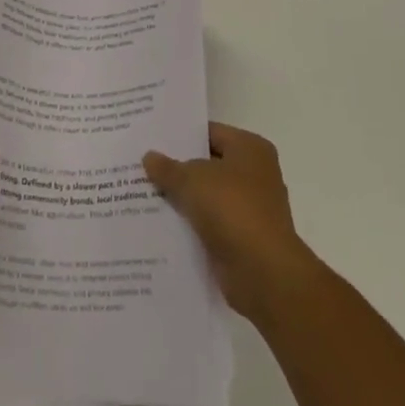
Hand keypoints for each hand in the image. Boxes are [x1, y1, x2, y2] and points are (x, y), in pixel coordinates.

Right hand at [144, 122, 315, 320]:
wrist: (263, 272)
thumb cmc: (232, 209)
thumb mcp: (192, 180)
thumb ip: (168, 168)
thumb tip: (149, 156)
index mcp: (250, 149)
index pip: (210, 132)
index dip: (181, 135)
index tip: (152, 138)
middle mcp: (255, 174)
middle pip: (208, 165)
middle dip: (178, 168)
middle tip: (141, 164)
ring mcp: (250, 208)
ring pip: (207, 196)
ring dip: (182, 198)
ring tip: (142, 193)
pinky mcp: (241, 239)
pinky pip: (209, 224)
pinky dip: (190, 225)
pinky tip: (159, 224)